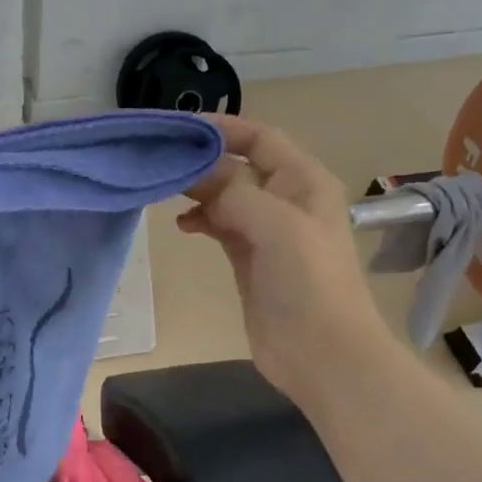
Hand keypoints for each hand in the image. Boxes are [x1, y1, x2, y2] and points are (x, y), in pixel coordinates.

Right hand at [177, 115, 383, 403]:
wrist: (322, 353)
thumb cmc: (308, 283)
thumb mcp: (276, 226)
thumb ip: (235, 192)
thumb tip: (198, 175)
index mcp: (303, 181)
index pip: (260, 138)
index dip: (223, 128)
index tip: (179, 128)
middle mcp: (286, 199)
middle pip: (238, 165)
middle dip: (202, 159)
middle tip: (158, 160)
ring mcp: (266, 231)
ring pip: (225, 196)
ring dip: (197, 190)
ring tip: (164, 191)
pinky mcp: (249, 260)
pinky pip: (220, 226)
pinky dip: (200, 220)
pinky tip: (181, 226)